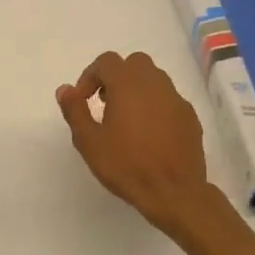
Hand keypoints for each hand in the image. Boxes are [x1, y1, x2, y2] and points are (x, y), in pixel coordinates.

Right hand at [56, 51, 223, 234]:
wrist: (174, 193)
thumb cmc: (126, 165)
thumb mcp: (89, 141)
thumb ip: (75, 110)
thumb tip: (65, 89)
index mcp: (128, 85)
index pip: (106, 61)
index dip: (89, 77)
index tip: (82, 100)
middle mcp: (155, 84)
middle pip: (134, 63)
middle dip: (116, 77)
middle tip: (105, 103)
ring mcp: (176, 99)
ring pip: (154, 78)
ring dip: (136, 89)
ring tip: (126, 118)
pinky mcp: (190, 117)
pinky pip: (168, 99)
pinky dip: (155, 105)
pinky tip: (148, 132)